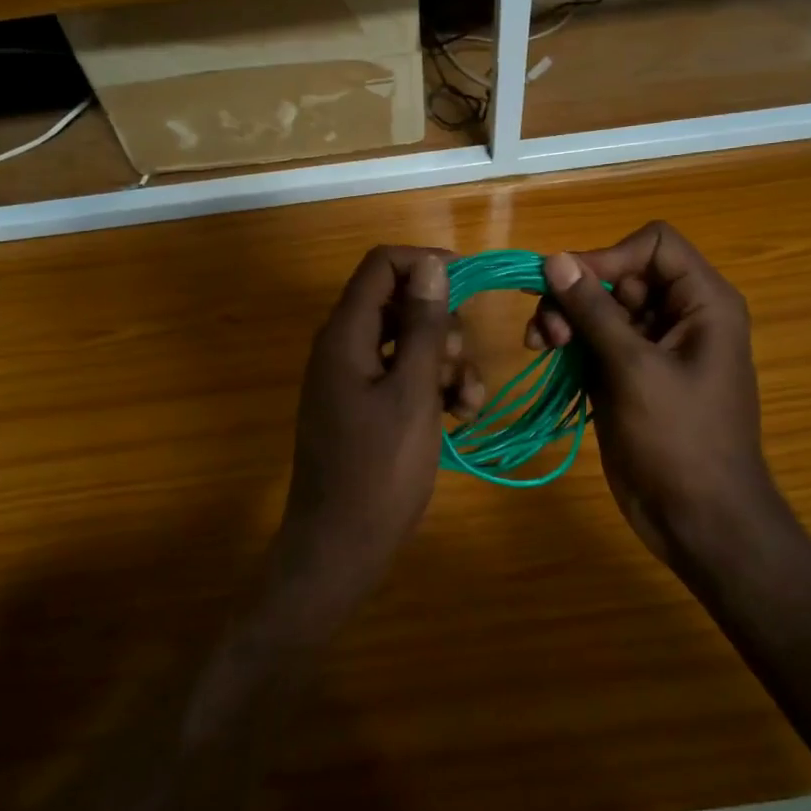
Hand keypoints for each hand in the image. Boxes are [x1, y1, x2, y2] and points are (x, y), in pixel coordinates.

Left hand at [262, 246, 481, 642]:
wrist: (341, 546)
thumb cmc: (380, 469)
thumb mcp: (412, 392)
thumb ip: (422, 326)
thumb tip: (431, 266)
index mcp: (345, 335)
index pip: (381, 266)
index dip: (425, 264)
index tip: (470, 283)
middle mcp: (343, 347)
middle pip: (398, 304)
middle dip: (441, 326)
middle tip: (460, 364)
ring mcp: (351, 379)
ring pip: (406, 343)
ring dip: (444, 362)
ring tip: (468, 402)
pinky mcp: (362, 407)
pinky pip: (401, 376)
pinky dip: (432, 386)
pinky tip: (460, 415)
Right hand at [525, 222, 781, 565]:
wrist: (697, 519)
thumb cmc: (679, 441)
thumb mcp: (634, 369)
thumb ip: (594, 310)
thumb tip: (555, 259)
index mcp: (702, 303)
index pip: (654, 245)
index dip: (610, 257)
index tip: (572, 287)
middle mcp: (679, 315)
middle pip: (621, 275)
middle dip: (579, 293)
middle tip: (546, 329)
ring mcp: (651, 346)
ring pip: (600, 307)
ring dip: (565, 317)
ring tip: (540, 345)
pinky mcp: (628, 374)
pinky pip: (593, 340)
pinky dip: (568, 342)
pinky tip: (544, 355)